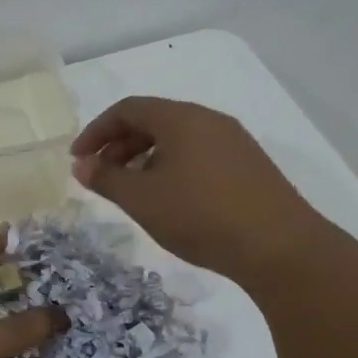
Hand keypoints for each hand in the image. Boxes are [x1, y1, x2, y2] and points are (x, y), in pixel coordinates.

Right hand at [71, 97, 324, 285]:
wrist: (279, 247)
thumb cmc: (200, 216)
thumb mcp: (142, 199)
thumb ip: (106, 179)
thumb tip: (82, 165)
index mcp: (181, 118)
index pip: (128, 109)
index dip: (96, 131)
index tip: (78, 159)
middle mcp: (209, 120)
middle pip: (154, 120)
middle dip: (120, 146)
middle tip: (101, 176)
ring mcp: (234, 142)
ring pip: (178, 139)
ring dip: (145, 159)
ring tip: (132, 191)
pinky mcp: (249, 166)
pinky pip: (199, 155)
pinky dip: (172, 168)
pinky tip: (171, 200)